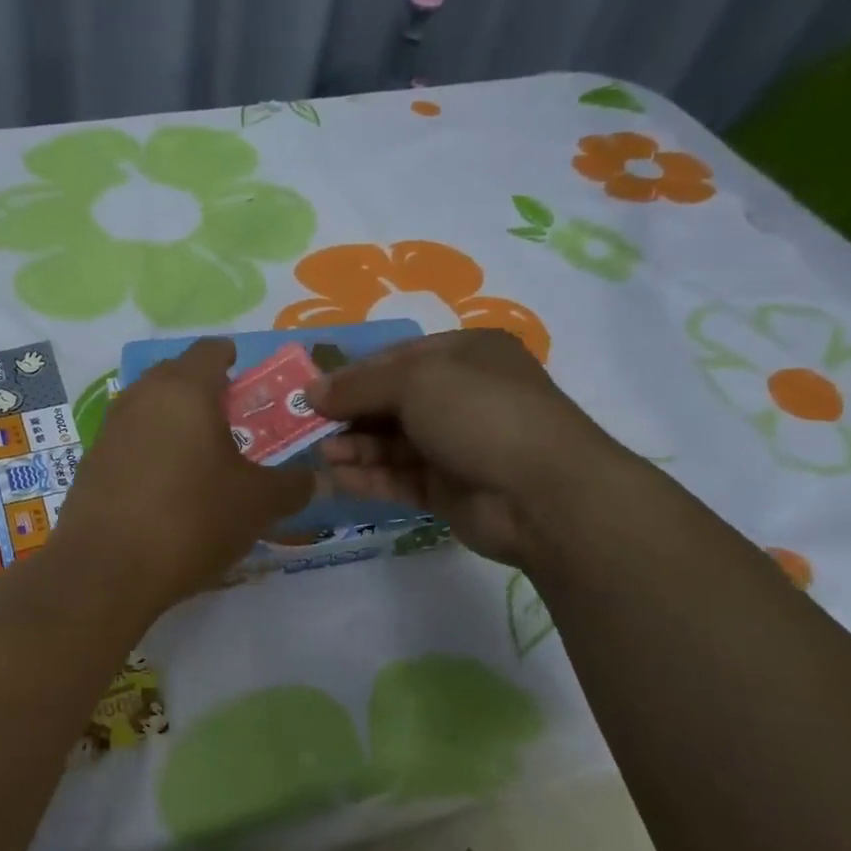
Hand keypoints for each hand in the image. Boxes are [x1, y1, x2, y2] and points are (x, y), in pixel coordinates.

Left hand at [52, 338, 312, 611]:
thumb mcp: (257, 505)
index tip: (251, 383)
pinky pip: (130, 440)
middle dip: (206, 392)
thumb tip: (317, 479)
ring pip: (150, 407)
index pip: (211, 349)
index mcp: (184, 388)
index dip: (234, 360)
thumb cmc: (191, 520)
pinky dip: (151, 449)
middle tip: (234, 423)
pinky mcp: (91, 461)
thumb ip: (292, 485)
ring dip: (176, 421)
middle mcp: (142, 396)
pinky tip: (166, 487)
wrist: (106, 570)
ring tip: (203, 457)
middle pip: (177, 375)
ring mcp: (110, 427)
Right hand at [306, 329, 627, 565]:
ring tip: (321, 454)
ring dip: (355, 446)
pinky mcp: (450, 489)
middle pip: (391, 401)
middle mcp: (462, 396)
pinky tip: (338, 478)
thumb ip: (359, 385)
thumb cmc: (481, 414)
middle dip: (349, 413)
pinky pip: (400, 478)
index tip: (312, 391)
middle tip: (307, 427)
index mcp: (465, 355)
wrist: (544, 495)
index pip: (396, 358)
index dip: (353, 374)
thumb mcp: (416, 381)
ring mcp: (457, 445)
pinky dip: (370, 477)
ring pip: (393, 442)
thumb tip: (313, 391)